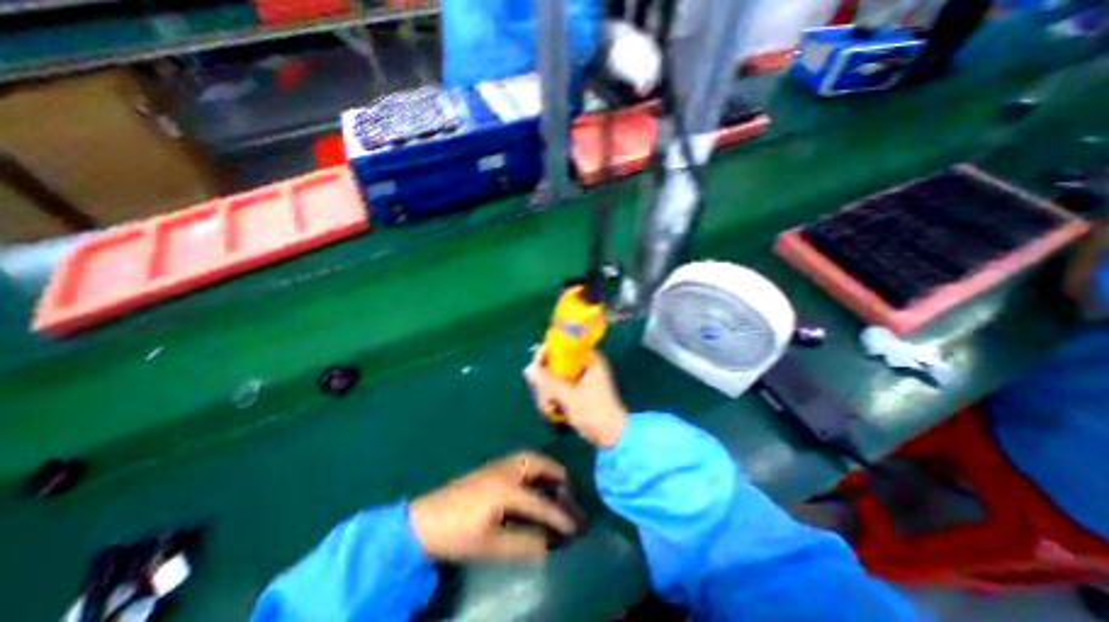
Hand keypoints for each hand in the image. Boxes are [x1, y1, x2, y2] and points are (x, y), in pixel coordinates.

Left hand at [408, 451, 581, 561]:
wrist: (425, 520)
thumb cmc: (458, 534)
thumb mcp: (490, 546)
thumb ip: (523, 544)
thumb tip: (550, 544)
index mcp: (507, 488)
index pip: (542, 502)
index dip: (561, 516)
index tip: (576, 528)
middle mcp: (508, 469)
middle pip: (541, 465)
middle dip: (559, 480)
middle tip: (568, 497)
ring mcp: (499, 464)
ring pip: (533, 460)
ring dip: (547, 472)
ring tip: (556, 488)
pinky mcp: (493, 466)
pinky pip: (523, 462)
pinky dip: (535, 470)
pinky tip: (535, 485)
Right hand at [526, 350, 626, 446]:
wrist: (611, 436)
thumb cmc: (594, 412)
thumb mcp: (570, 397)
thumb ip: (549, 382)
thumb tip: (528, 369)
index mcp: (589, 359)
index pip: (562, 347)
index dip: (545, 356)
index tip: (534, 370)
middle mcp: (584, 364)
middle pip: (554, 363)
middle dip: (545, 382)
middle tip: (545, 399)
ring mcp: (580, 377)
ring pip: (553, 376)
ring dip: (547, 392)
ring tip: (549, 408)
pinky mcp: (576, 389)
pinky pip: (558, 386)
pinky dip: (553, 397)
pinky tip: (551, 410)